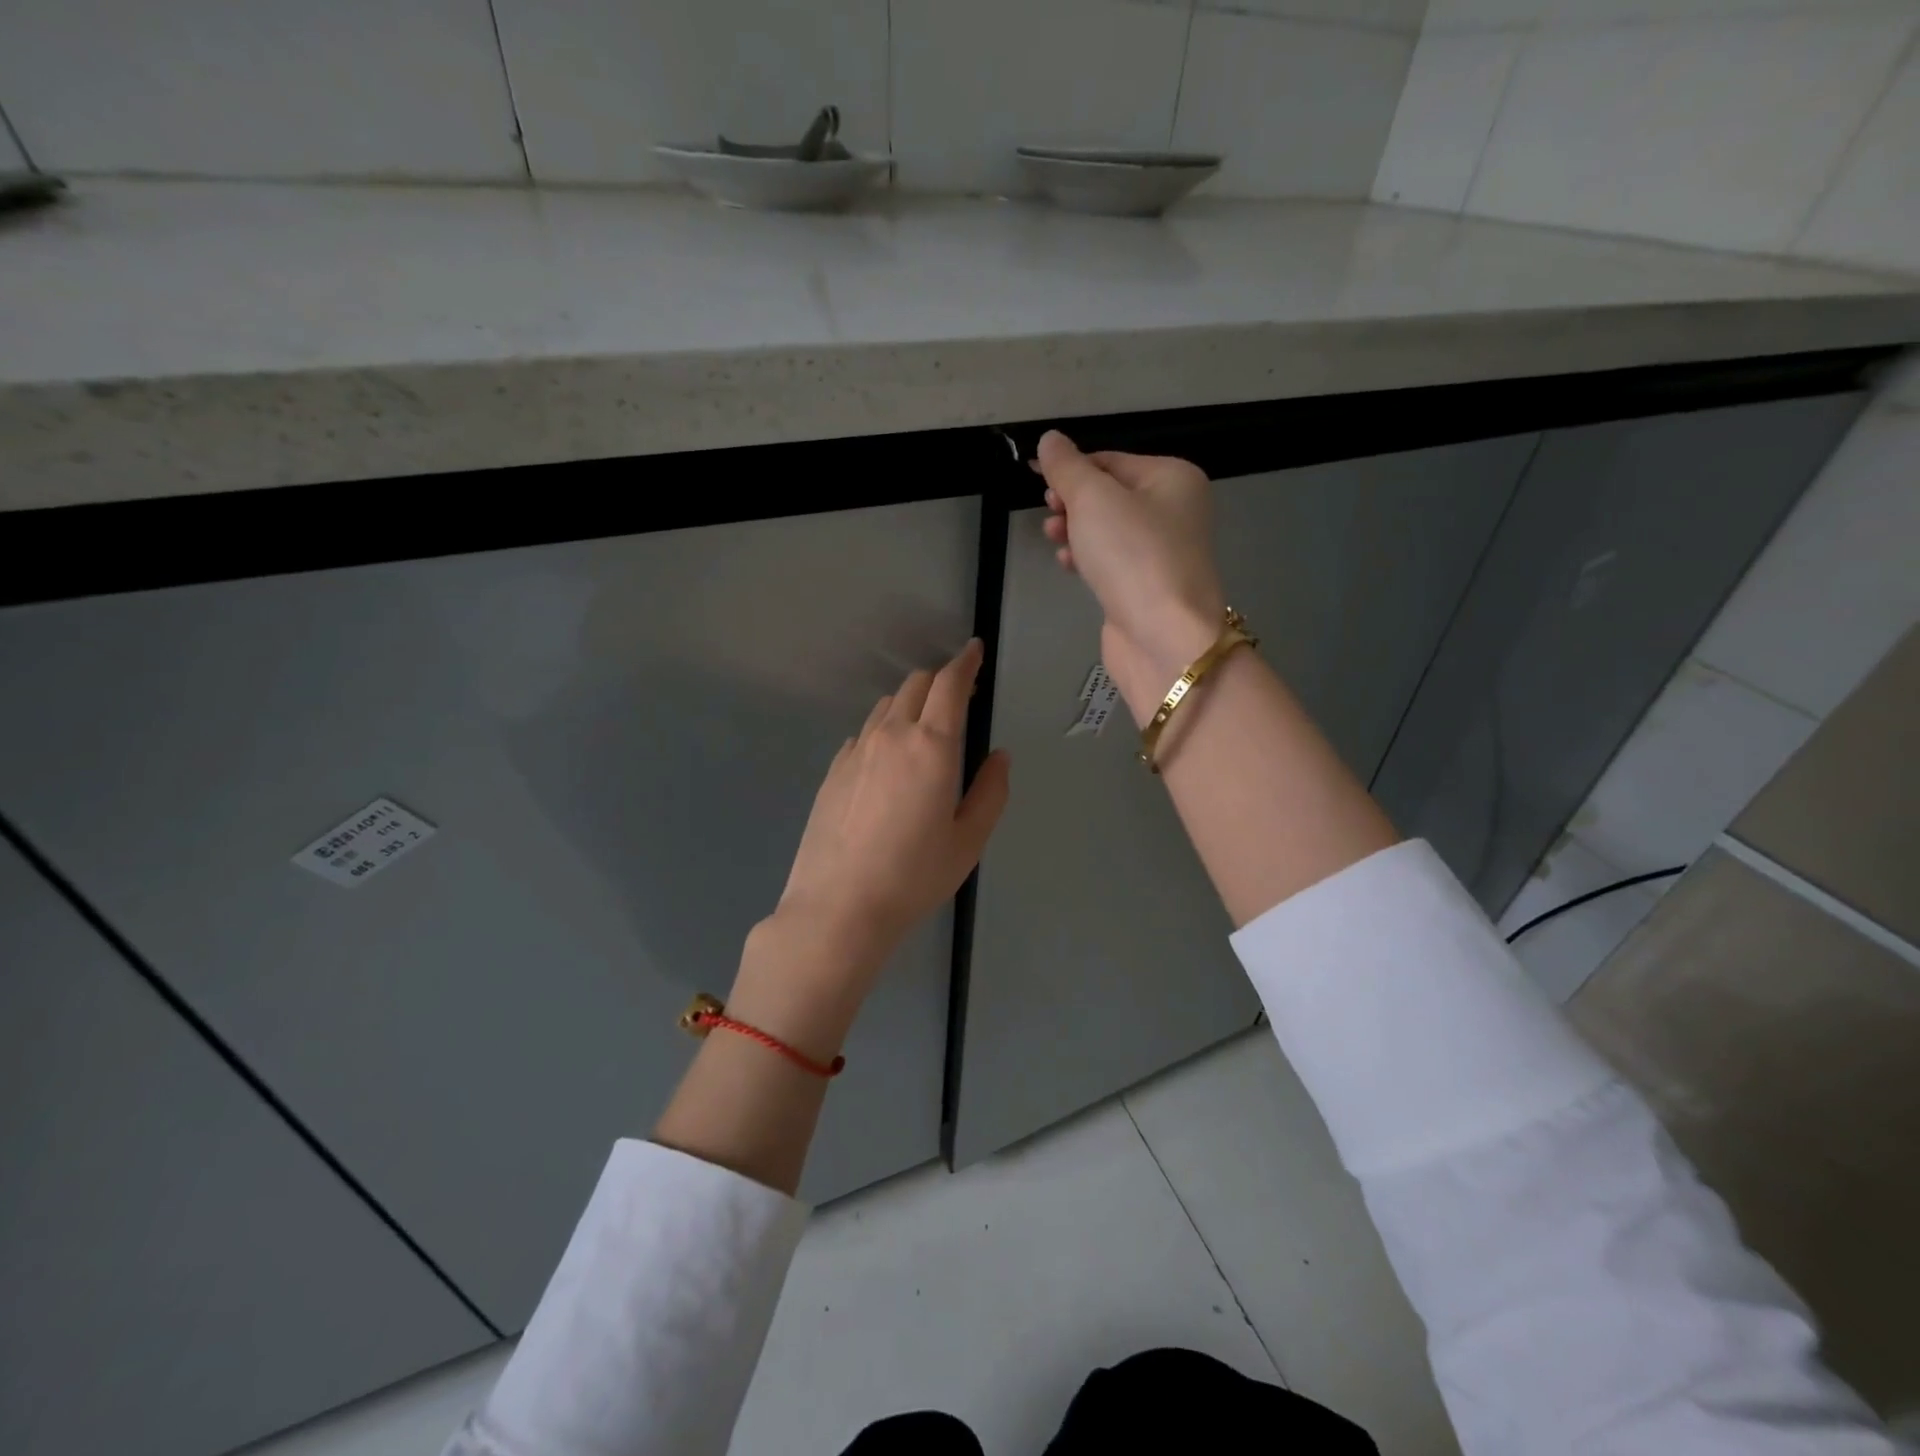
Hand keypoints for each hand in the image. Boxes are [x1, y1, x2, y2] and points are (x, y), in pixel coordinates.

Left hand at [749, 640, 1010, 1021]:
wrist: (839, 907)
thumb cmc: (915, 876)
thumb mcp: (968, 840)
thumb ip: (991, 791)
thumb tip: (999, 756)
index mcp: (932, 745)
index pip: (950, 684)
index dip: (965, 662)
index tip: (974, 651)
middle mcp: (892, 735)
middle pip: (915, 684)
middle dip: (940, 680)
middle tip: (958, 697)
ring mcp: (856, 750)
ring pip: (886, 706)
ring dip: (909, 703)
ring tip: (923, 728)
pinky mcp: (833, 769)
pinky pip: (863, 733)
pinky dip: (883, 730)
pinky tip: (887, 760)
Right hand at [1035, 430, 1227, 720]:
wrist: (1163, 637)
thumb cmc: (1133, 556)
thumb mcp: (1093, 500)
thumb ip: (1068, 468)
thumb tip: (1051, 440)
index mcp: (1173, 478)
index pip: (1111, 460)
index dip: (1071, 467)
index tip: (1034, 478)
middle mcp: (1174, 511)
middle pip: (1110, 494)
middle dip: (1073, 501)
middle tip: (1049, 511)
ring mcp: (1161, 552)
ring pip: (1108, 530)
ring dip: (1075, 530)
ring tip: (1052, 536)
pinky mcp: (1146, 587)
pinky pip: (1111, 561)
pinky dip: (1087, 558)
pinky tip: (1067, 564)